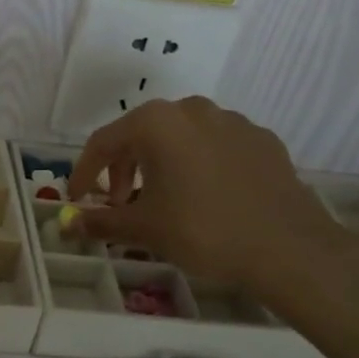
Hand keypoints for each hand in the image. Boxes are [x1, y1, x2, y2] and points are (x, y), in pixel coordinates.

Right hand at [67, 97, 345, 302]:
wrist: (290, 248)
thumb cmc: (203, 231)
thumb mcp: (143, 228)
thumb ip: (100, 222)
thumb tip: (68, 224)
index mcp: (156, 123)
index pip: (103, 142)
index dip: (84, 172)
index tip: (77, 199)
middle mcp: (191, 109)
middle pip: (142, 134)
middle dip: (123, 168)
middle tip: (119, 203)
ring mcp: (232, 120)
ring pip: (180, 137)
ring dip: (161, 164)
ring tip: (163, 199)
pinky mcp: (261, 139)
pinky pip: (215, 146)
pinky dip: (198, 165)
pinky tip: (205, 197)